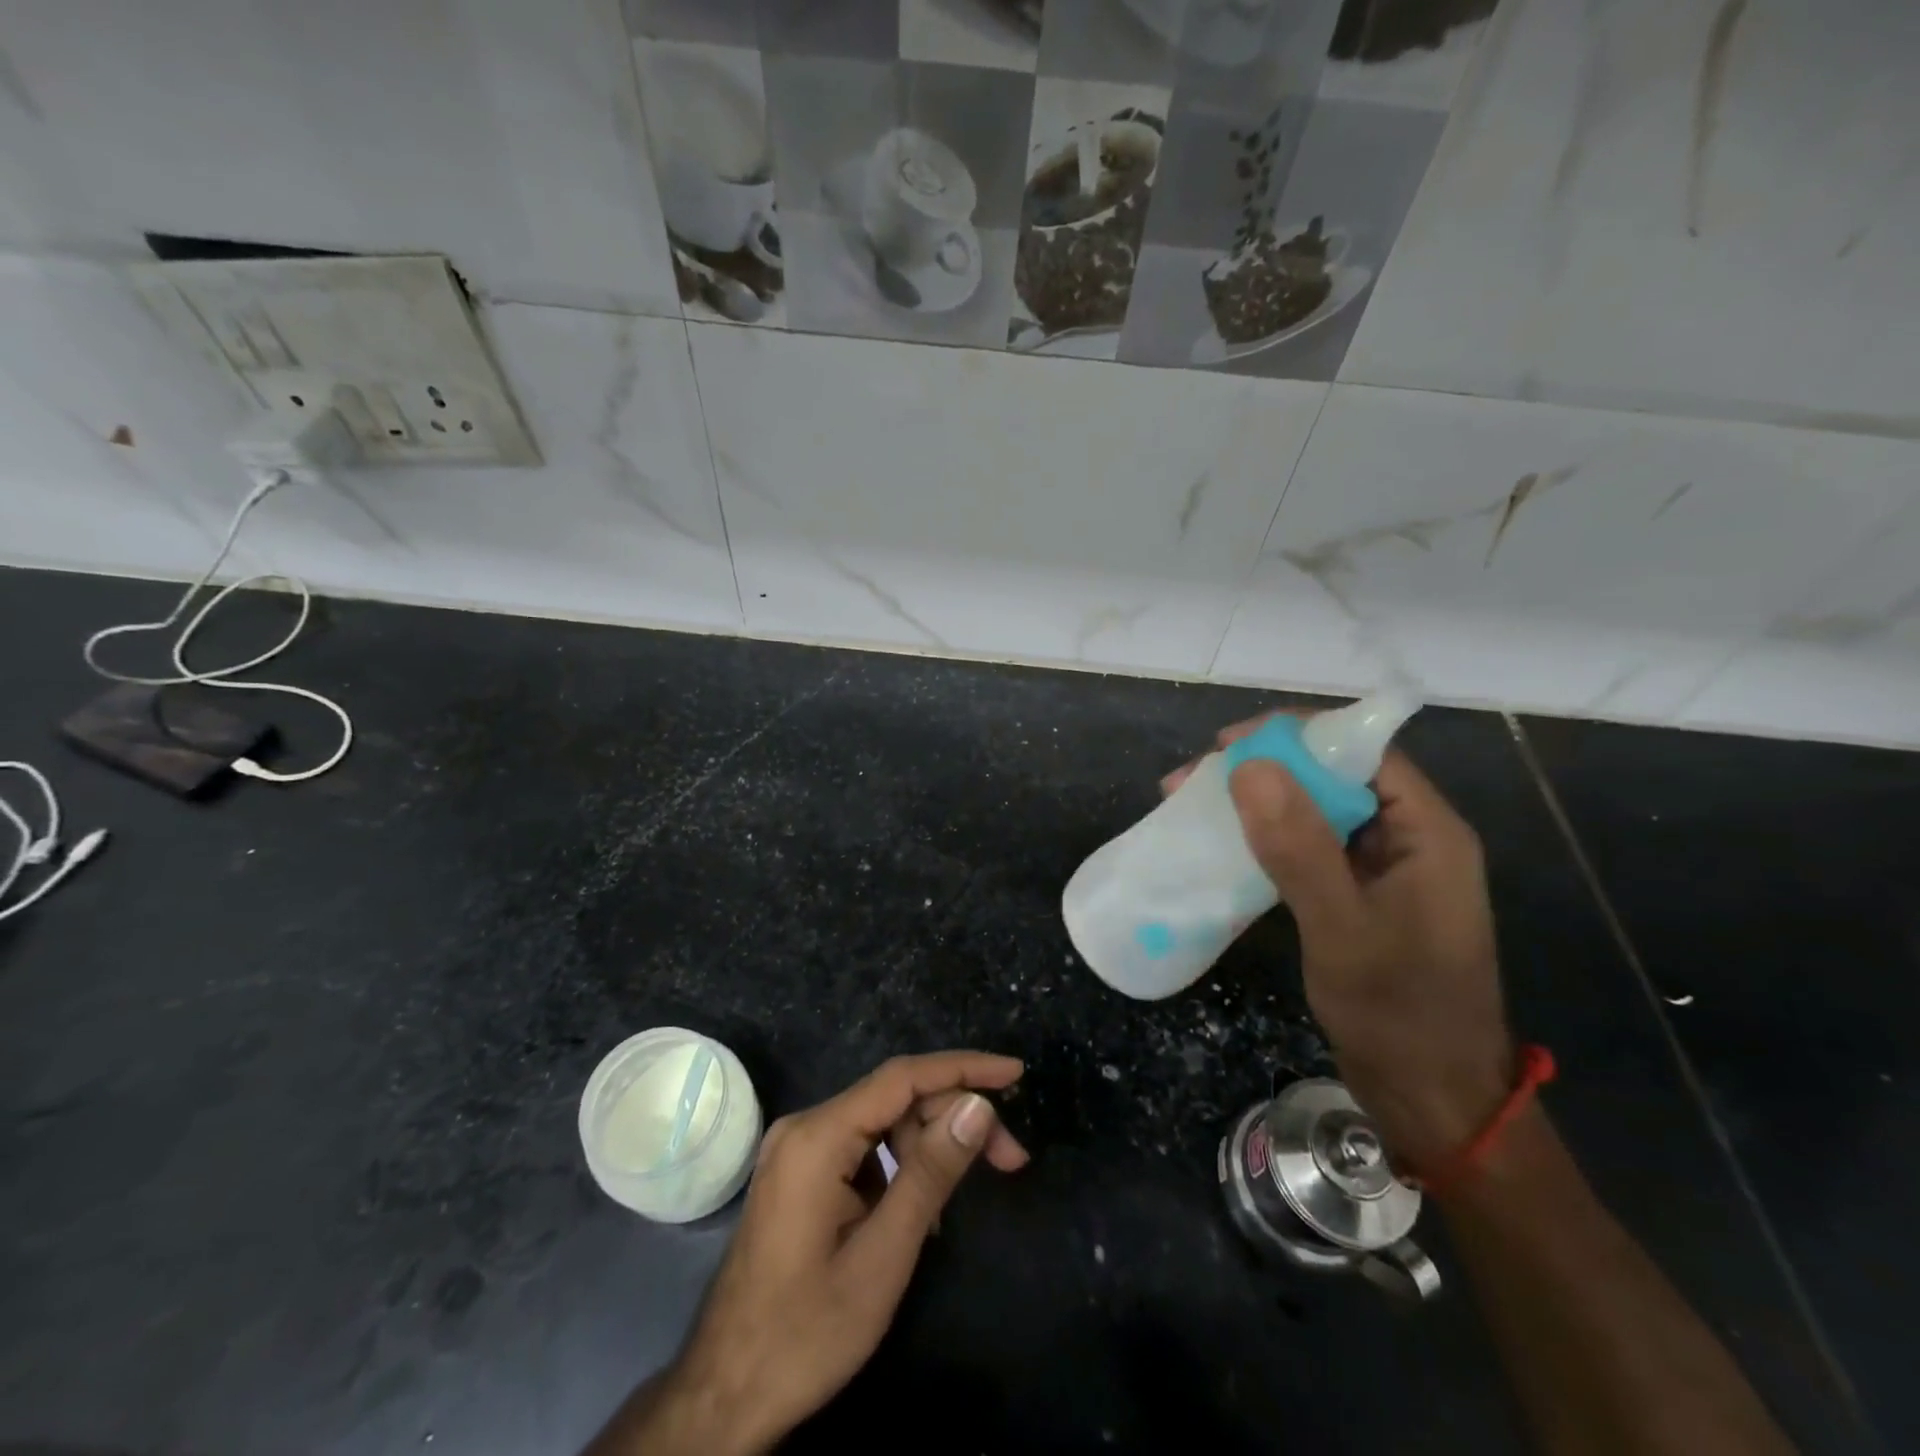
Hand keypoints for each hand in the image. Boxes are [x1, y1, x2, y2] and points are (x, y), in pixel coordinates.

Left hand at [592, 1052, 1028, 1455]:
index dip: (963, 1068)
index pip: (903, 1077)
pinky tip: (921, 1208)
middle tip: (1010, 1159)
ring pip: (881, 1124)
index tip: (1014, 1073)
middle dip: (953, 1119)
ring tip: (960, 1198)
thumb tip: (978, 1106)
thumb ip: (931, 1173)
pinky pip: (862, 1149)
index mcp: (818, 1136)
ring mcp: (798, 1149)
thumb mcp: (883, 1256)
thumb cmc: (806, 1333)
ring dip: (929, 1147)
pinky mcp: (800, 1173)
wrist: (723, 1396)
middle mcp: (804, 1126)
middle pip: (895, 1100)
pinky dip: (899, 1167)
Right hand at [1166, 713, 1513, 1171]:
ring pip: (1312, 812)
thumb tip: (1248, 766)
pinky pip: (1306, 849)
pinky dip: (1262, 842)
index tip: (1225, 745)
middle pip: (1331, 776)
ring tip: (1189, 808)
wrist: (1432, 1101)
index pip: (1361, 750)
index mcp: (1426, 832)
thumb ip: (1299, 847)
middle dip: (1260, 770)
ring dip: (1253, 805)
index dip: (1294, 736)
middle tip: (1190, 782)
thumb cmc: (1398, 1014)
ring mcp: (1380, 871)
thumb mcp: (1342, 927)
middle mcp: (1407, 839)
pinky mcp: (1356, 898)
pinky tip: (1220, 849)